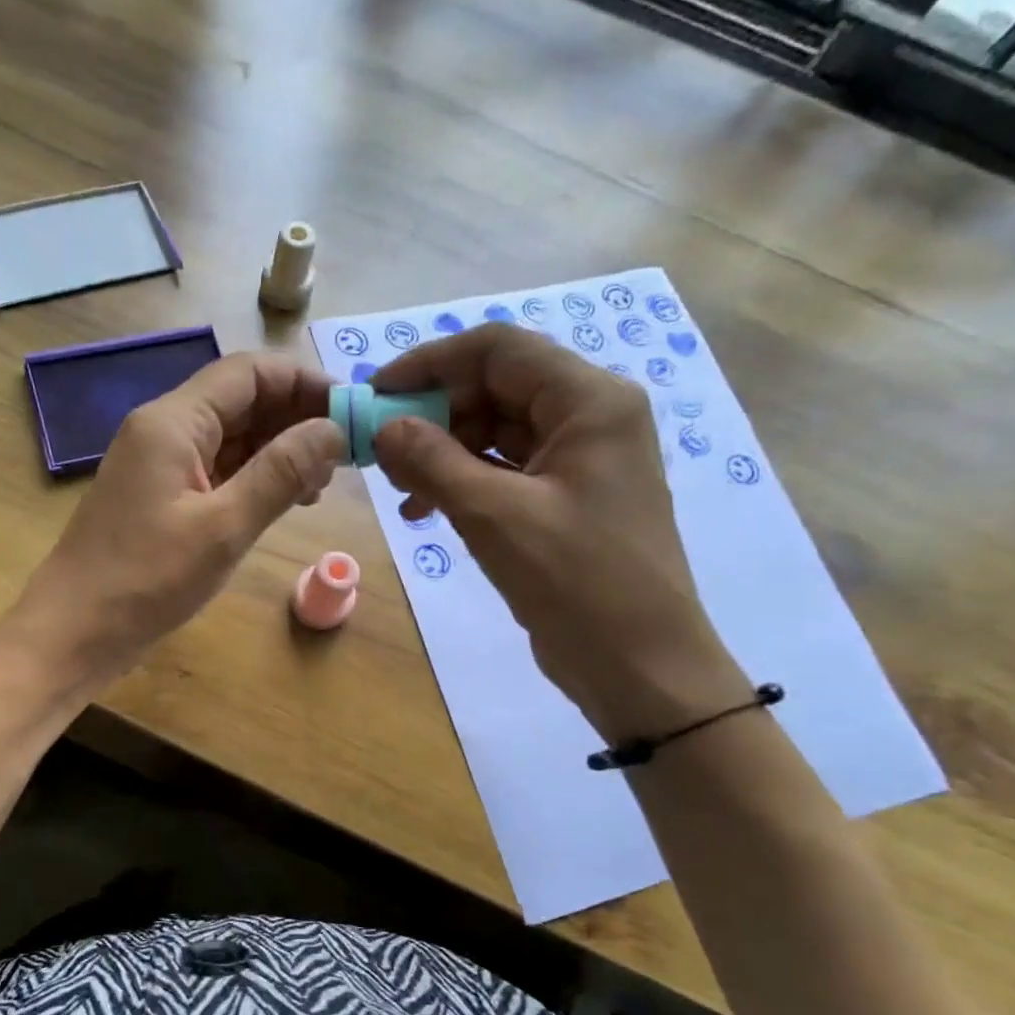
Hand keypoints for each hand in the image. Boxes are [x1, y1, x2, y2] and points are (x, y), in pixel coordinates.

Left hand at [0, 351, 345, 692]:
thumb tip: (333, 430)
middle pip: (241, 401)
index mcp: (173, 421)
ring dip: (279, 451)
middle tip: (345, 456)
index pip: (249, 373)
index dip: (305, 383)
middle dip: (296, 419)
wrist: (74, 633)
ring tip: (322, 484)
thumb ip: (281, 472)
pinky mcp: (161, 497)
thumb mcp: (224, 527)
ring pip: (232, 437)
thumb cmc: (146, 580)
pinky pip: (217, 470)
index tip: (352, 412)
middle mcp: (165, 429)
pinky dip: (254, 478)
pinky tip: (286, 501)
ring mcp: (161, 464)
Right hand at [372, 323, 749, 738]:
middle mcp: (590, 416)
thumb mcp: (494, 516)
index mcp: (589, 401)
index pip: (498, 349)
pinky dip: (463, 482)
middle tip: (381, 450)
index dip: (430, 363)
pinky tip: (425, 510)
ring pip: (496, 431)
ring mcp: (580, 459)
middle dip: (433, 414)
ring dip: (443, 452)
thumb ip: (432, 461)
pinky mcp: (566, 498)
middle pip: (496, 387)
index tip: (375, 394)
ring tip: (400, 488)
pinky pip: (505, 470)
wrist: (639, 665)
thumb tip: (383, 427)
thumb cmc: (576, 582)